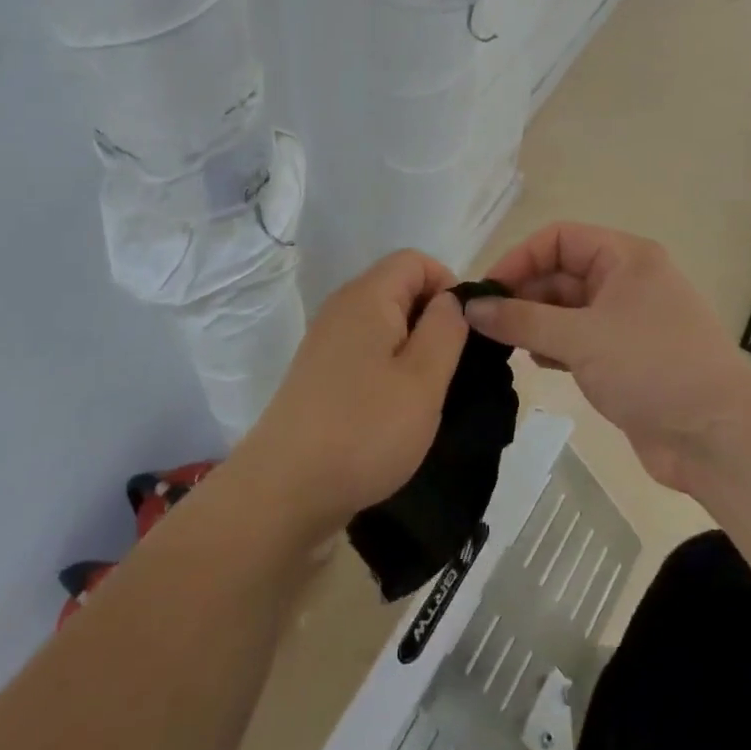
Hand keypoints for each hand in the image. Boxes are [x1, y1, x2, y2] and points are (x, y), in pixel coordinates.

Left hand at [235, 250, 469, 540]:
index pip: (415, 261)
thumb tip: (450, 301)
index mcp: (367, 297)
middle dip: (432, 320)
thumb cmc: (365, 430)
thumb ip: (446, 329)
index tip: (464, 334)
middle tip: (451, 369)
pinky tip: (395, 409)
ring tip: (426, 394)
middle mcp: (341, 308)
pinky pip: (365, 352)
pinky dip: (388, 368)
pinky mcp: (319, 374)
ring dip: (413, 349)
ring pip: (383, 324)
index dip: (448, 286)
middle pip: (398, 289)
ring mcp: (325, 342)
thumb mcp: (424, 379)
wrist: (286, 489)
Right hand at [464, 223, 750, 492]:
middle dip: (523, 295)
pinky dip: (553, 347)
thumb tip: (470, 308)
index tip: (485, 292)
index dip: (519, 259)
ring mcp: (627, 321)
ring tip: (504, 346)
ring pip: (566, 310)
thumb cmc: (651, 368)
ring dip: (535, 323)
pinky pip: (578, 340)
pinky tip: (536, 364)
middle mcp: (626, 281)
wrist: (717, 436)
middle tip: (485, 325)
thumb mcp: (580, 337)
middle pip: (560, 274)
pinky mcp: (625, 358)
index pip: (558, 239)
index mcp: (625, 258)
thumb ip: (521, 319)